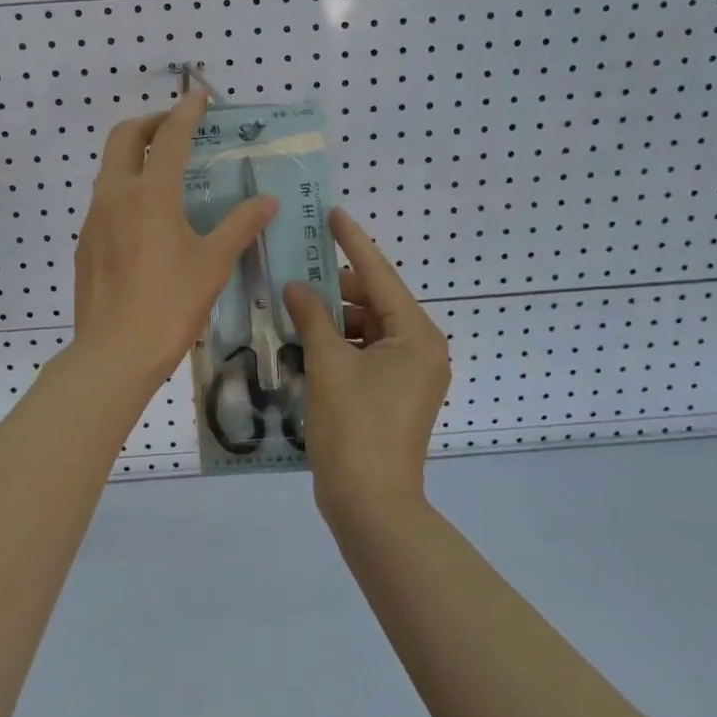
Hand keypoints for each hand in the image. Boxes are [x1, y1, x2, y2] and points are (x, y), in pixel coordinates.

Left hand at [72, 90, 277, 395]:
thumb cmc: (170, 305)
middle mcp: (115, 196)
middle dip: (149, 123)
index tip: (200, 96)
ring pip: (110, 169)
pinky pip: (105, 201)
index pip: (169, 137)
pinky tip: (147, 220)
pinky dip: (126, 190)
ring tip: (165, 173)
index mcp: (150, 194)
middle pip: (123, 137)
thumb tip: (267, 201)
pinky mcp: (85, 243)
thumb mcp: (213, 264)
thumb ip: (240, 226)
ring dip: (134, 157)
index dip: (186, 112)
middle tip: (175, 128)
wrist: (113, 353)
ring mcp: (94, 219)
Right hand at [284, 210, 450, 515]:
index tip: (332, 212)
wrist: (371, 504)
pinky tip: (306, 341)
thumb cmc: (353, 427)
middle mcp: (421, 348)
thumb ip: (312, 317)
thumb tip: (296, 286)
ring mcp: (410, 374)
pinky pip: (366, 353)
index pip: (379, 275)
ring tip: (294, 308)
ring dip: (333, 318)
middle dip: (336, 288)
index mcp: (416, 335)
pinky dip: (339, 344)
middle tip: (297, 270)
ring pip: (368, 328)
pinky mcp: (395, 394)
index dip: (353, 241)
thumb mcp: (328, 364)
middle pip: (374, 301)